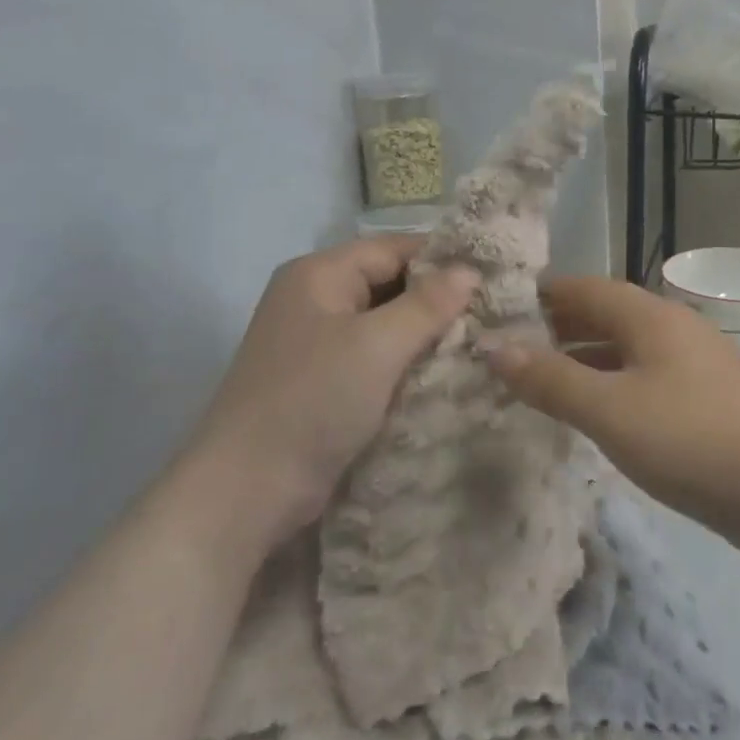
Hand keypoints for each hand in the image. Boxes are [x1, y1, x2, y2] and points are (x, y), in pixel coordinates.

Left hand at [198, 237, 477, 543]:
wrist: (247, 490)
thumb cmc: (313, 401)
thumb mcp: (377, 346)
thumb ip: (427, 304)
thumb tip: (470, 271)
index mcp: (319, 274)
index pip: (393, 248)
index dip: (442, 259)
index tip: (492, 278)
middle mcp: (314, 299)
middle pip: (388, 283)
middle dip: (436, 299)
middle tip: (492, 314)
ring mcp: (315, 342)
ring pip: (384, 323)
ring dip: (424, 334)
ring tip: (478, 342)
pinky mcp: (322, 381)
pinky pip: (373, 356)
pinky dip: (405, 362)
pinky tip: (443, 373)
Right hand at [484, 277, 739, 558]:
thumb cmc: (693, 439)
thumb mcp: (611, 410)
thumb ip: (551, 379)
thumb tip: (493, 346)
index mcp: (649, 316)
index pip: (582, 287)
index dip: (539, 295)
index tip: (496, 309)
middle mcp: (669, 329)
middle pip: (602, 315)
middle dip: (555, 328)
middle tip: (507, 349)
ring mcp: (690, 364)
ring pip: (622, 350)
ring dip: (580, 360)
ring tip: (536, 380)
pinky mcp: (701, 399)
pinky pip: (640, 379)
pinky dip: (608, 386)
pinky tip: (589, 411)